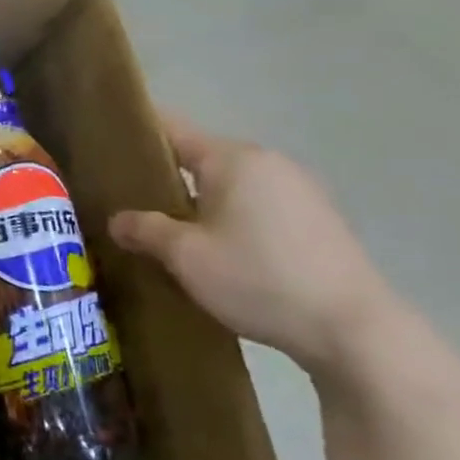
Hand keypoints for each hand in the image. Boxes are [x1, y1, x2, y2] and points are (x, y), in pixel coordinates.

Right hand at [108, 114, 399, 374]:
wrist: (353, 329)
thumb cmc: (258, 279)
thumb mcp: (185, 256)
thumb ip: (145, 230)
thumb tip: (118, 220)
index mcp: (234, 160)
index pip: (173, 130)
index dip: (138, 133)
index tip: (107, 143)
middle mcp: (269, 164)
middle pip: (202, 159)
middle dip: (165, 177)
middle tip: (127, 202)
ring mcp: (300, 191)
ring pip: (230, 186)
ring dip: (198, 203)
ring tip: (168, 232)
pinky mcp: (317, 221)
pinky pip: (257, 207)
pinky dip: (230, 219)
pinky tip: (217, 252)